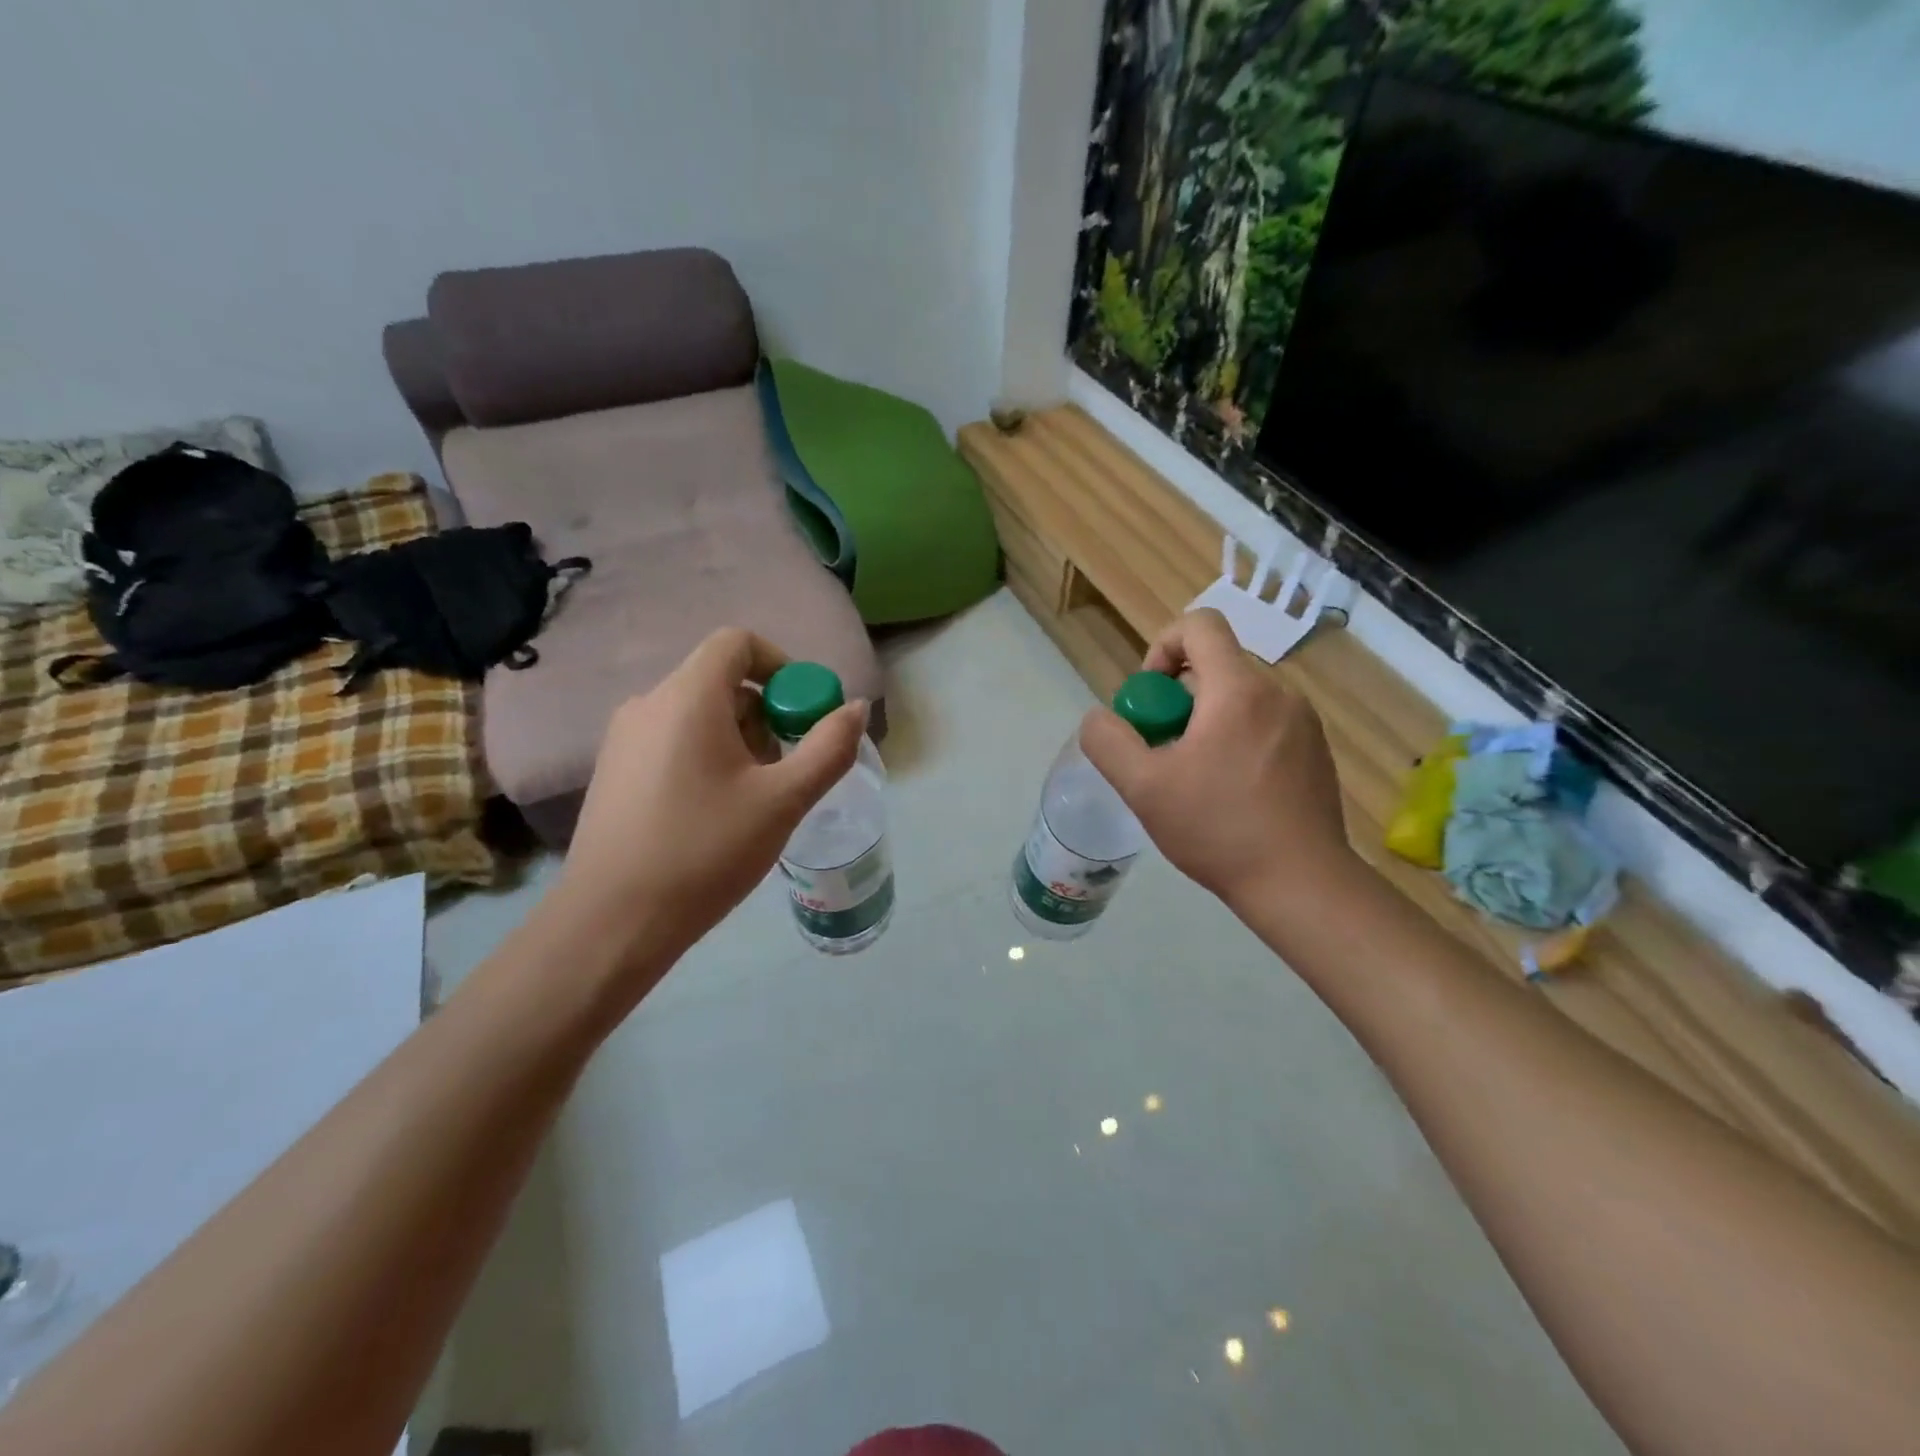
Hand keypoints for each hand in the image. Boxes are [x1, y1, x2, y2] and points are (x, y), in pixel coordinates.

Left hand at [536, 629, 868, 998]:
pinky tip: (715, 811)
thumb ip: (829, 748)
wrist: (614, 922)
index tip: (804, 713)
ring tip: (755, 797)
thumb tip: (857, 708)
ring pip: (698, 713)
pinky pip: (673, 739)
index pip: (738, 643)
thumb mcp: (783, 801)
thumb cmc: (705, 851)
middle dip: (766, 713)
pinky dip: (707, 755)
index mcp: (687, 697)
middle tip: (786, 767)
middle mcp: (649, 704)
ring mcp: (624, 738)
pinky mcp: (614, 771)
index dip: (782, 665)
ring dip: (740, 738)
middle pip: (721, 680)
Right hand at [1079, 608, 1351, 915]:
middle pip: (1215, 668)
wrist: (1301, 883)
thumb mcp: (1143, 788)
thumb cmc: (1218, 829)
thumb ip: (1109, 742)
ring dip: (1206, 724)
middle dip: (1177, 701)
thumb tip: (1100, 718)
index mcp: (1238, 689)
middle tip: (1163, 753)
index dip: (1162, 648)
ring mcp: (1305, 722)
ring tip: (1195, 780)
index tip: (1150, 699)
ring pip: (1239, 700)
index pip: (1199, 625)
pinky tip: (1231, 794)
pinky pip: (1265, 725)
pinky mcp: (1317, 751)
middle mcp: (1279, 693)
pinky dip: (1237, 741)